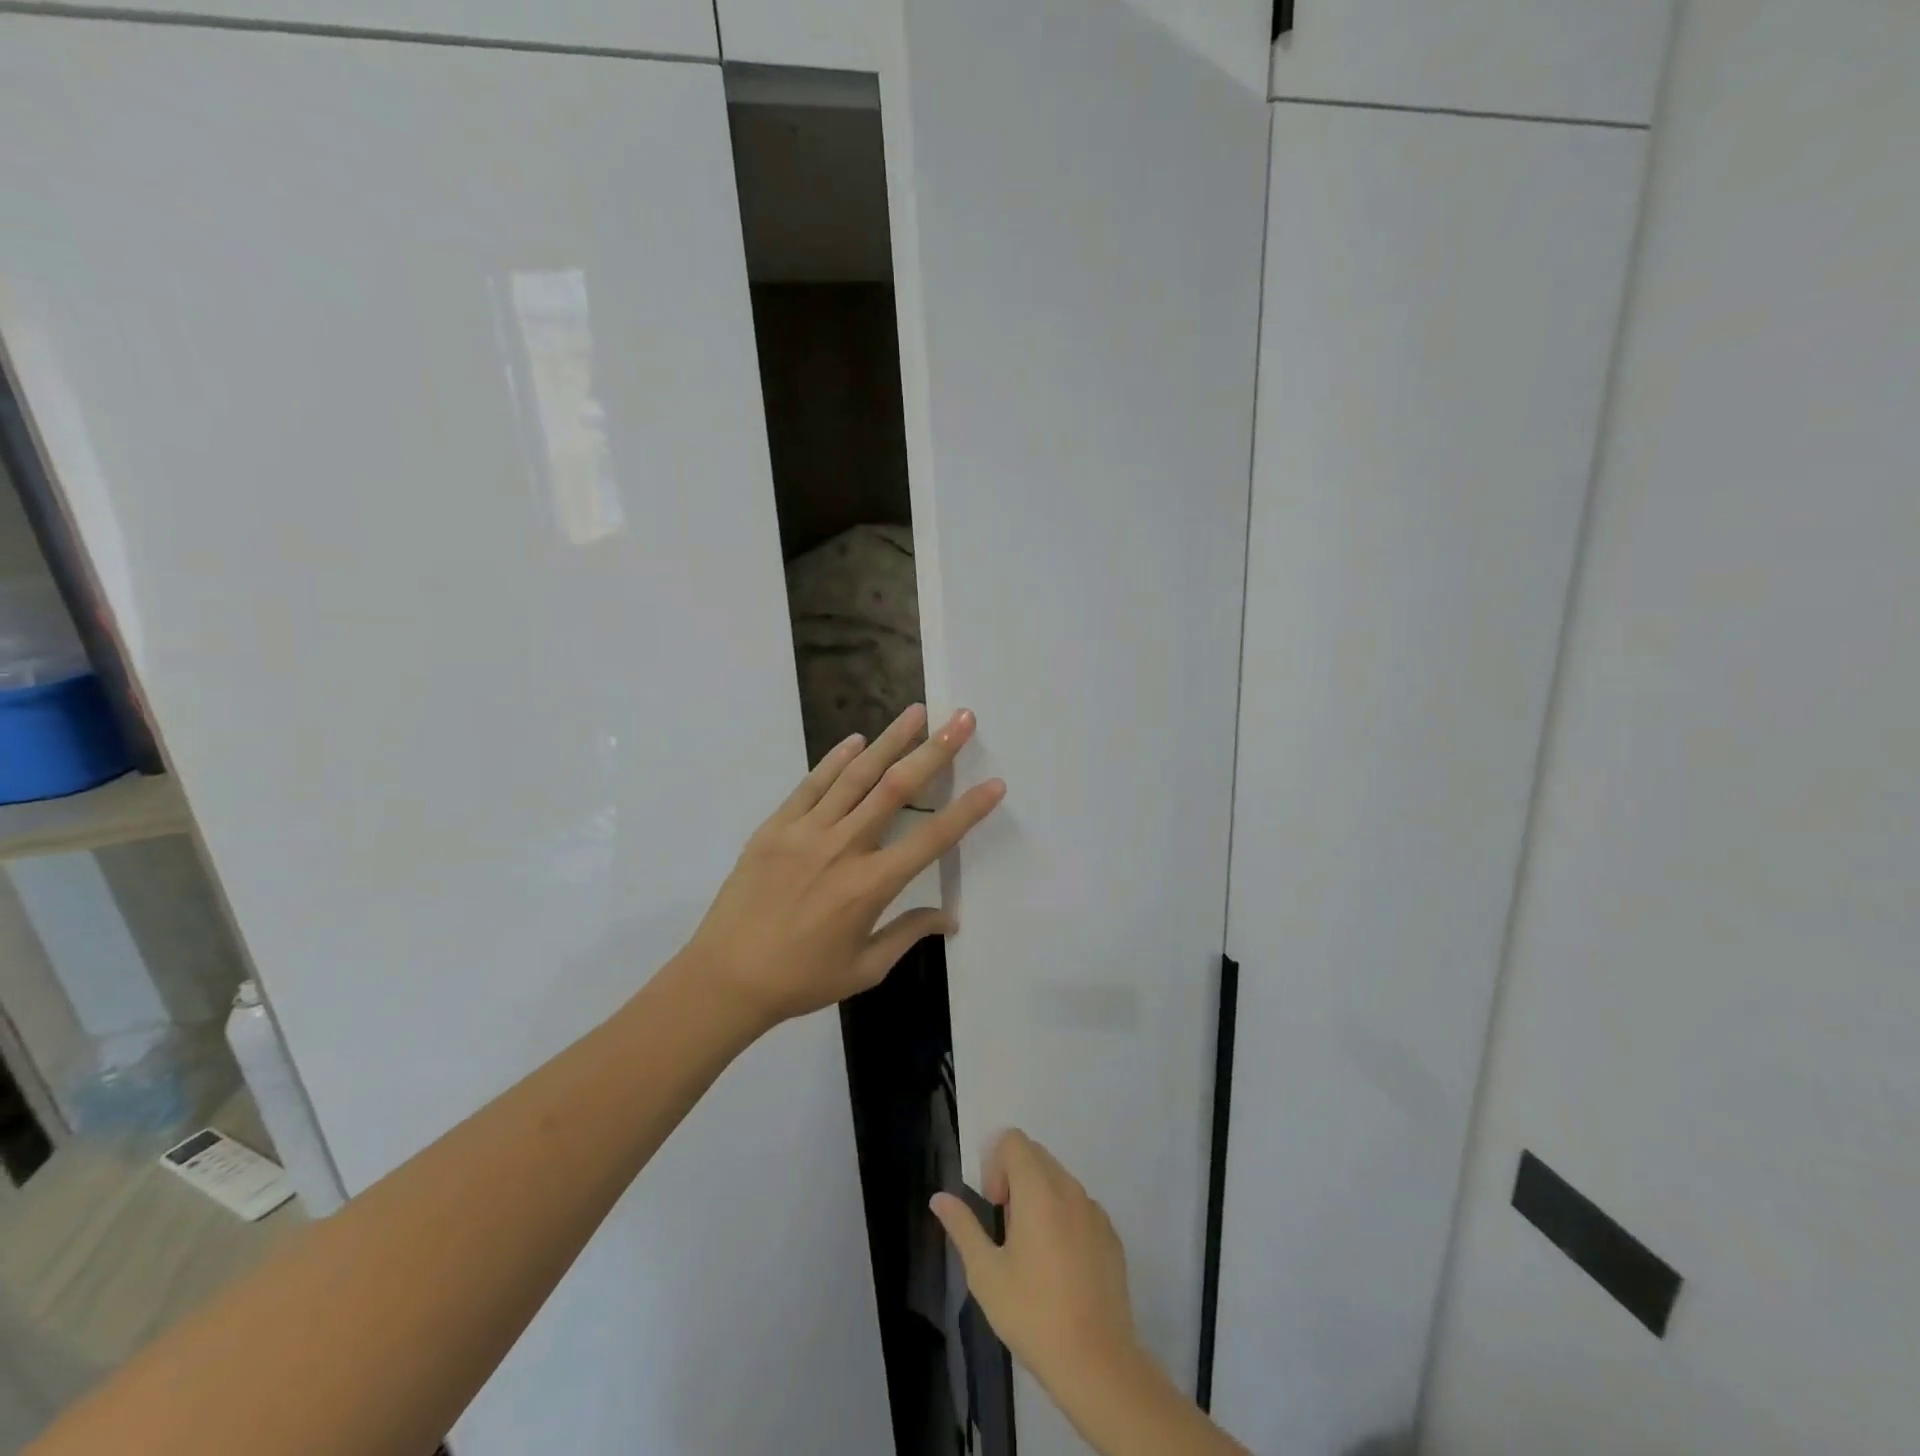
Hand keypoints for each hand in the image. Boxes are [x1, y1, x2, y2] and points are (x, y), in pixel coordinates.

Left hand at [683, 704, 1005, 1028]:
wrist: (725, 978)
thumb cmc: (800, 980)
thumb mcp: (863, 969)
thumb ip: (908, 935)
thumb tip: (948, 917)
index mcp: (870, 886)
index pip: (931, 839)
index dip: (968, 810)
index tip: (995, 783)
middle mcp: (843, 848)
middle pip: (897, 789)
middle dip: (935, 750)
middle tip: (962, 719)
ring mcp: (805, 832)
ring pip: (856, 776)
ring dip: (890, 741)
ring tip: (916, 711)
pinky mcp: (775, 827)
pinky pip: (810, 785)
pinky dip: (835, 760)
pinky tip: (857, 740)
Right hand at [930, 1130, 1144, 1402]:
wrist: (1097, 1362)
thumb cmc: (1033, 1314)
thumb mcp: (986, 1273)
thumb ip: (962, 1226)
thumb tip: (939, 1198)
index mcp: (1038, 1189)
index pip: (1014, 1140)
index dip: (996, 1163)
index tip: (994, 1204)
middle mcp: (1070, 1189)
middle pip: (1037, 1155)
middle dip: (1015, 1177)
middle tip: (1007, 1227)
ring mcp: (1095, 1211)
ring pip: (1060, 1180)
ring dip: (1040, 1196)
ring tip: (1032, 1250)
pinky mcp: (1111, 1235)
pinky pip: (1081, 1206)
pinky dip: (1064, 1217)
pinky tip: (1060, 1266)